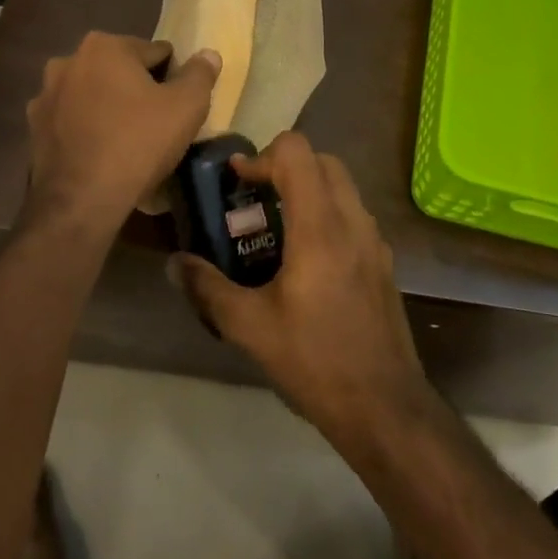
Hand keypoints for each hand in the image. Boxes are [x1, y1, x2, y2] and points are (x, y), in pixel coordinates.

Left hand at [26, 32, 220, 234]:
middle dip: (138, 89)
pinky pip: (73, 120)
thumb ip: (200, 74)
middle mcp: (68, 61)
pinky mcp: (34, 128)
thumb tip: (207, 55)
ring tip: (129, 140)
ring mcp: (45, 95)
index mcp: (104, 46)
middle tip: (158, 122)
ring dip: (110, 107)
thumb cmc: (139, 143)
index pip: (155, 52)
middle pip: (120, 70)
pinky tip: (102, 153)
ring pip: (93, 94)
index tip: (180, 104)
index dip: (173, 76)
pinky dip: (88, 129)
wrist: (81, 200)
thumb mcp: (187, 106)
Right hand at [169, 132, 429, 439]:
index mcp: (320, 227)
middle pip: (322, 160)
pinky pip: (353, 215)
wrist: (384, 406)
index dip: (261, 157)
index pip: (297, 152)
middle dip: (285, 167)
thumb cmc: (315, 361)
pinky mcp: (383, 261)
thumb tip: (173, 263)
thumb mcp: (250, 327)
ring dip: (308, 189)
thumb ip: (208, 288)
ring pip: (342, 186)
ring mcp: (375, 240)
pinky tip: (304, 260)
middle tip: (254, 200)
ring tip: (275, 229)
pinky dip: (326, 214)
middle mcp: (353, 221)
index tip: (238, 183)